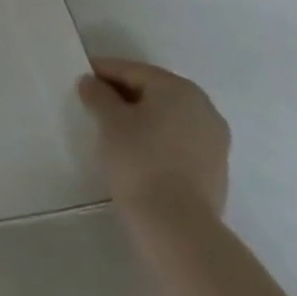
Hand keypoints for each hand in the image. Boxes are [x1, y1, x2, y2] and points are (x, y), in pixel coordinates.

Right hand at [78, 58, 229, 220]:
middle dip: (124, 93)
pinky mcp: (215, 167)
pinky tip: (138, 151)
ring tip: (113, 129)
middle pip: (154, 91)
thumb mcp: (109, 122)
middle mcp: (203, 107)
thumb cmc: (140, 160)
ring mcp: (214, 139)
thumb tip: (91, 82)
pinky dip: (157, 138)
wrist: (178, 225)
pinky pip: (179, 140)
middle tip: (94, 101)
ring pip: (169, 117)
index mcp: (178, 89)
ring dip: (142, 116)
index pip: (133, 70)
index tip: (81, 76)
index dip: (103, 71)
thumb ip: (98, 95)